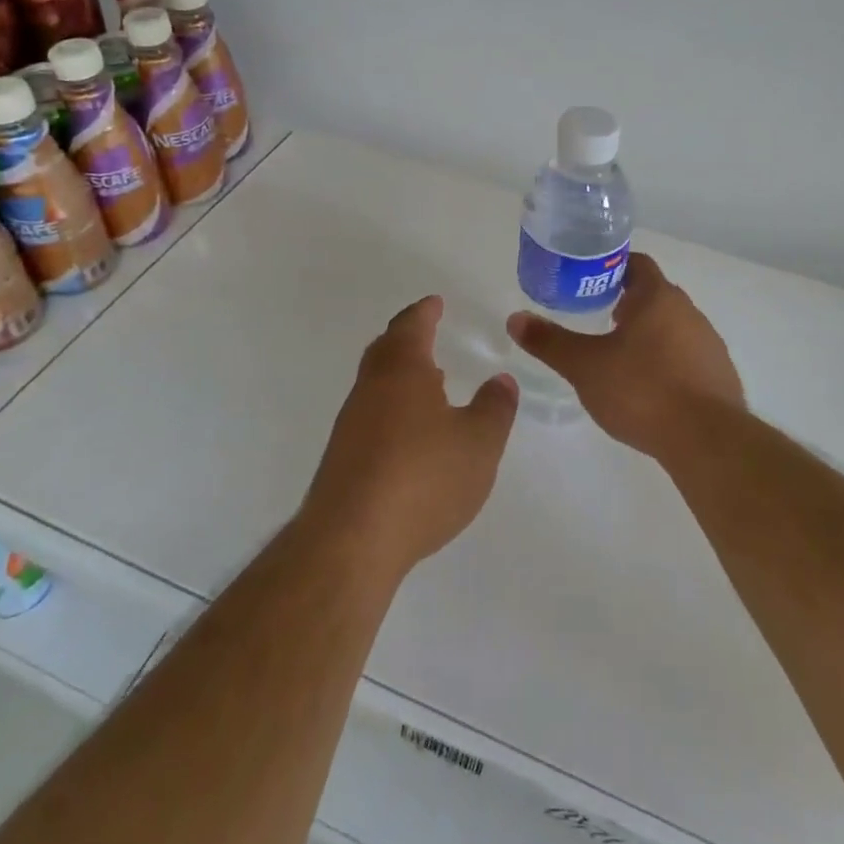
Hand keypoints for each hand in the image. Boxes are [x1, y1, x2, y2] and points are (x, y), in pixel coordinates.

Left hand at [301, 295, 518, 580]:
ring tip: (430, 381)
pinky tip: (411, 432)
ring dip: (401, 374)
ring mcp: (351, 423)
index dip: (425, 311)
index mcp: (402, 371)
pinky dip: (392, 406)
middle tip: (428, 333)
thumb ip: (494, 407)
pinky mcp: (343, 457)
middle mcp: (371, 388)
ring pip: (376, 382)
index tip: (435, 303)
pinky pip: (371, 413)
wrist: (351, 540)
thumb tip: (501, 380)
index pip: (412, 326)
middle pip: (386, 349)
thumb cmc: (423, 478)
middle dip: (408, 337)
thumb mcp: (479, 442)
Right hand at [507, 253, 741, 460]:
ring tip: (620, 359)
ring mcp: (709, 343)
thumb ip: (550, 341)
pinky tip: (650, 388)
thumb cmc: (641, 390)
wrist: (706, 440)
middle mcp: (688, 311)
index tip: (588, 284)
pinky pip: (688, 356)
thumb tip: (515, 319)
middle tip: (596, 321)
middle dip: (626, 304)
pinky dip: (667, 362)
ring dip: (649, 334)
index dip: (611, 269)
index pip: (636, 264)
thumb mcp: (585, 366)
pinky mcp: (720, 374)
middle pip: (654, 295)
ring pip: (672, 326)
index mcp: (657, 297)